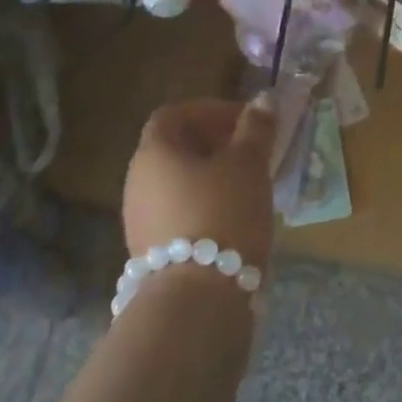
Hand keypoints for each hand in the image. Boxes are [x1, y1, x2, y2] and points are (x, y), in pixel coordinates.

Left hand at [123, 96, 276, 270]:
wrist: (197, 301)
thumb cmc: (223, 214)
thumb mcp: (248, 165)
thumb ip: (256, 128)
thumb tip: (264, 99)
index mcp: (154, 151)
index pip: (174, 114)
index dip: (209, 111)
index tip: (243, 121)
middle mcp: (137, 181)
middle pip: (174, 149)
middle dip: (213, 144)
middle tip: (249, 151)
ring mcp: (139, 220)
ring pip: (177, 184)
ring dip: (210, 177)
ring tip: (248, 186)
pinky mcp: (151, 254)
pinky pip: (177, 214)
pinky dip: (203, 206)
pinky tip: (233, 220)